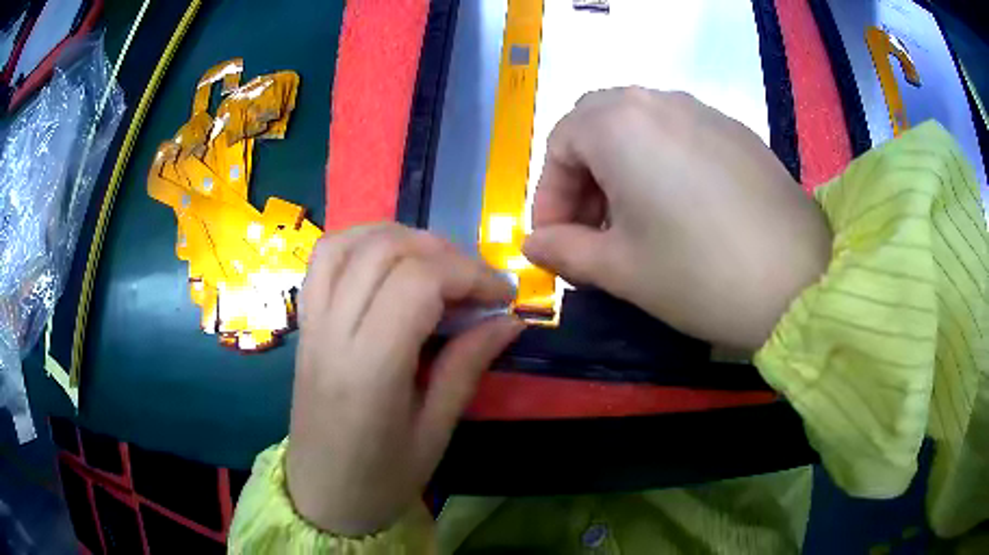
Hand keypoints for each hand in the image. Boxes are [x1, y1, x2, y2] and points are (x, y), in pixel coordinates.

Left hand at [287, 224, 522, 535]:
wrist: (322, 497)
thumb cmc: (382, 479)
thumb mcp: (435, 432)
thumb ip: (467, 367)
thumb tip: (509, 320)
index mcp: (369, 370)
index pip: (416, 282)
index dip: (468, 274)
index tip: (502, 294)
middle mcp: (333, 334)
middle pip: (384, 252)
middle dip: (442, 252)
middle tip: (475, 281)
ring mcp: (312, 325)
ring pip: (348, 243)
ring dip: (399, 237)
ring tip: (436, 261)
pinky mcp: (305, 325)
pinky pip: (324, 261)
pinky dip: (361, 242)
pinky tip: (389, 260)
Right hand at [523, 88, 831, 349]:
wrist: (799, 281)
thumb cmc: (699, 274)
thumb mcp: (620, 269)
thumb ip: (565, 251)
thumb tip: (533, 244)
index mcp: (619, 124)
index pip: (558, 146)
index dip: (549, 196)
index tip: (555, 242)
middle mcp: (657, 101)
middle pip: (595, 124)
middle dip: (581, 174)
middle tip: (592, 227)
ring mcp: (702, 110)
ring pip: (637, 123)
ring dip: (619, 165)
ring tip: (633, 220)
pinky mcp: (735, 130)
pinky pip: (678, 131)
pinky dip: (659, 160)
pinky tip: (679, 207)